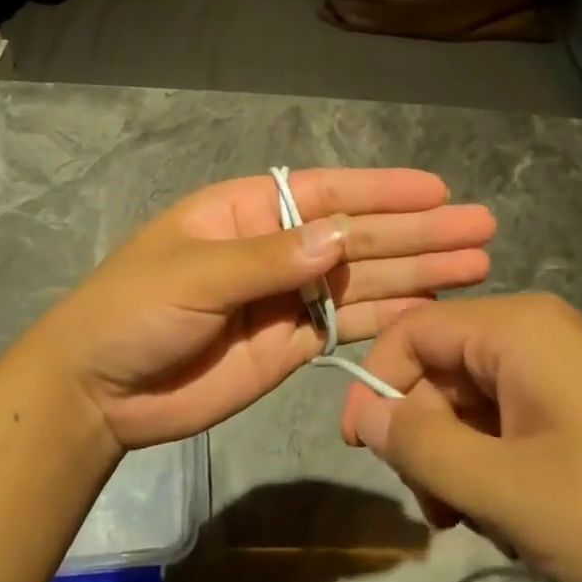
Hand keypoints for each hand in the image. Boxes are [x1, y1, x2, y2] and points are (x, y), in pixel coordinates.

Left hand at [21, 169, 494, 448]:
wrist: (99, 391)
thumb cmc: (133, 310)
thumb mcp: (193, 273)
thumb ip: (267, 260)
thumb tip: (339, 238)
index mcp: (247, 211)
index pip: (325, 192)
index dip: (383, 190)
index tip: (437, 192)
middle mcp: (277, 247)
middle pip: (358, 234)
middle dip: (418, 231)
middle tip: (482, 227)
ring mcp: (288, 297)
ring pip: (364, 278)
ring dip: (418, 271)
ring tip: (477, 264)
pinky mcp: (293, 344)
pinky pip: (349, 324)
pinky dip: (391, 316)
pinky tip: (433, 307)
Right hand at [340, 294, 581, 581]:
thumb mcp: (503, 492)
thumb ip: (420, 447)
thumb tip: (367, 413)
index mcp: (518, 328)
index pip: (415, 331)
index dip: (378, 383)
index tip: (359, 448)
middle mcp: (539, 331)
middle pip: (445, 365)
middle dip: (426, 434)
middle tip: (432, 510)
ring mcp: (567, 365)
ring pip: (476, 397)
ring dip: (459, 455)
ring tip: (477, 521)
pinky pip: (513, 414)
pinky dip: (495, 459)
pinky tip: (514, 513)